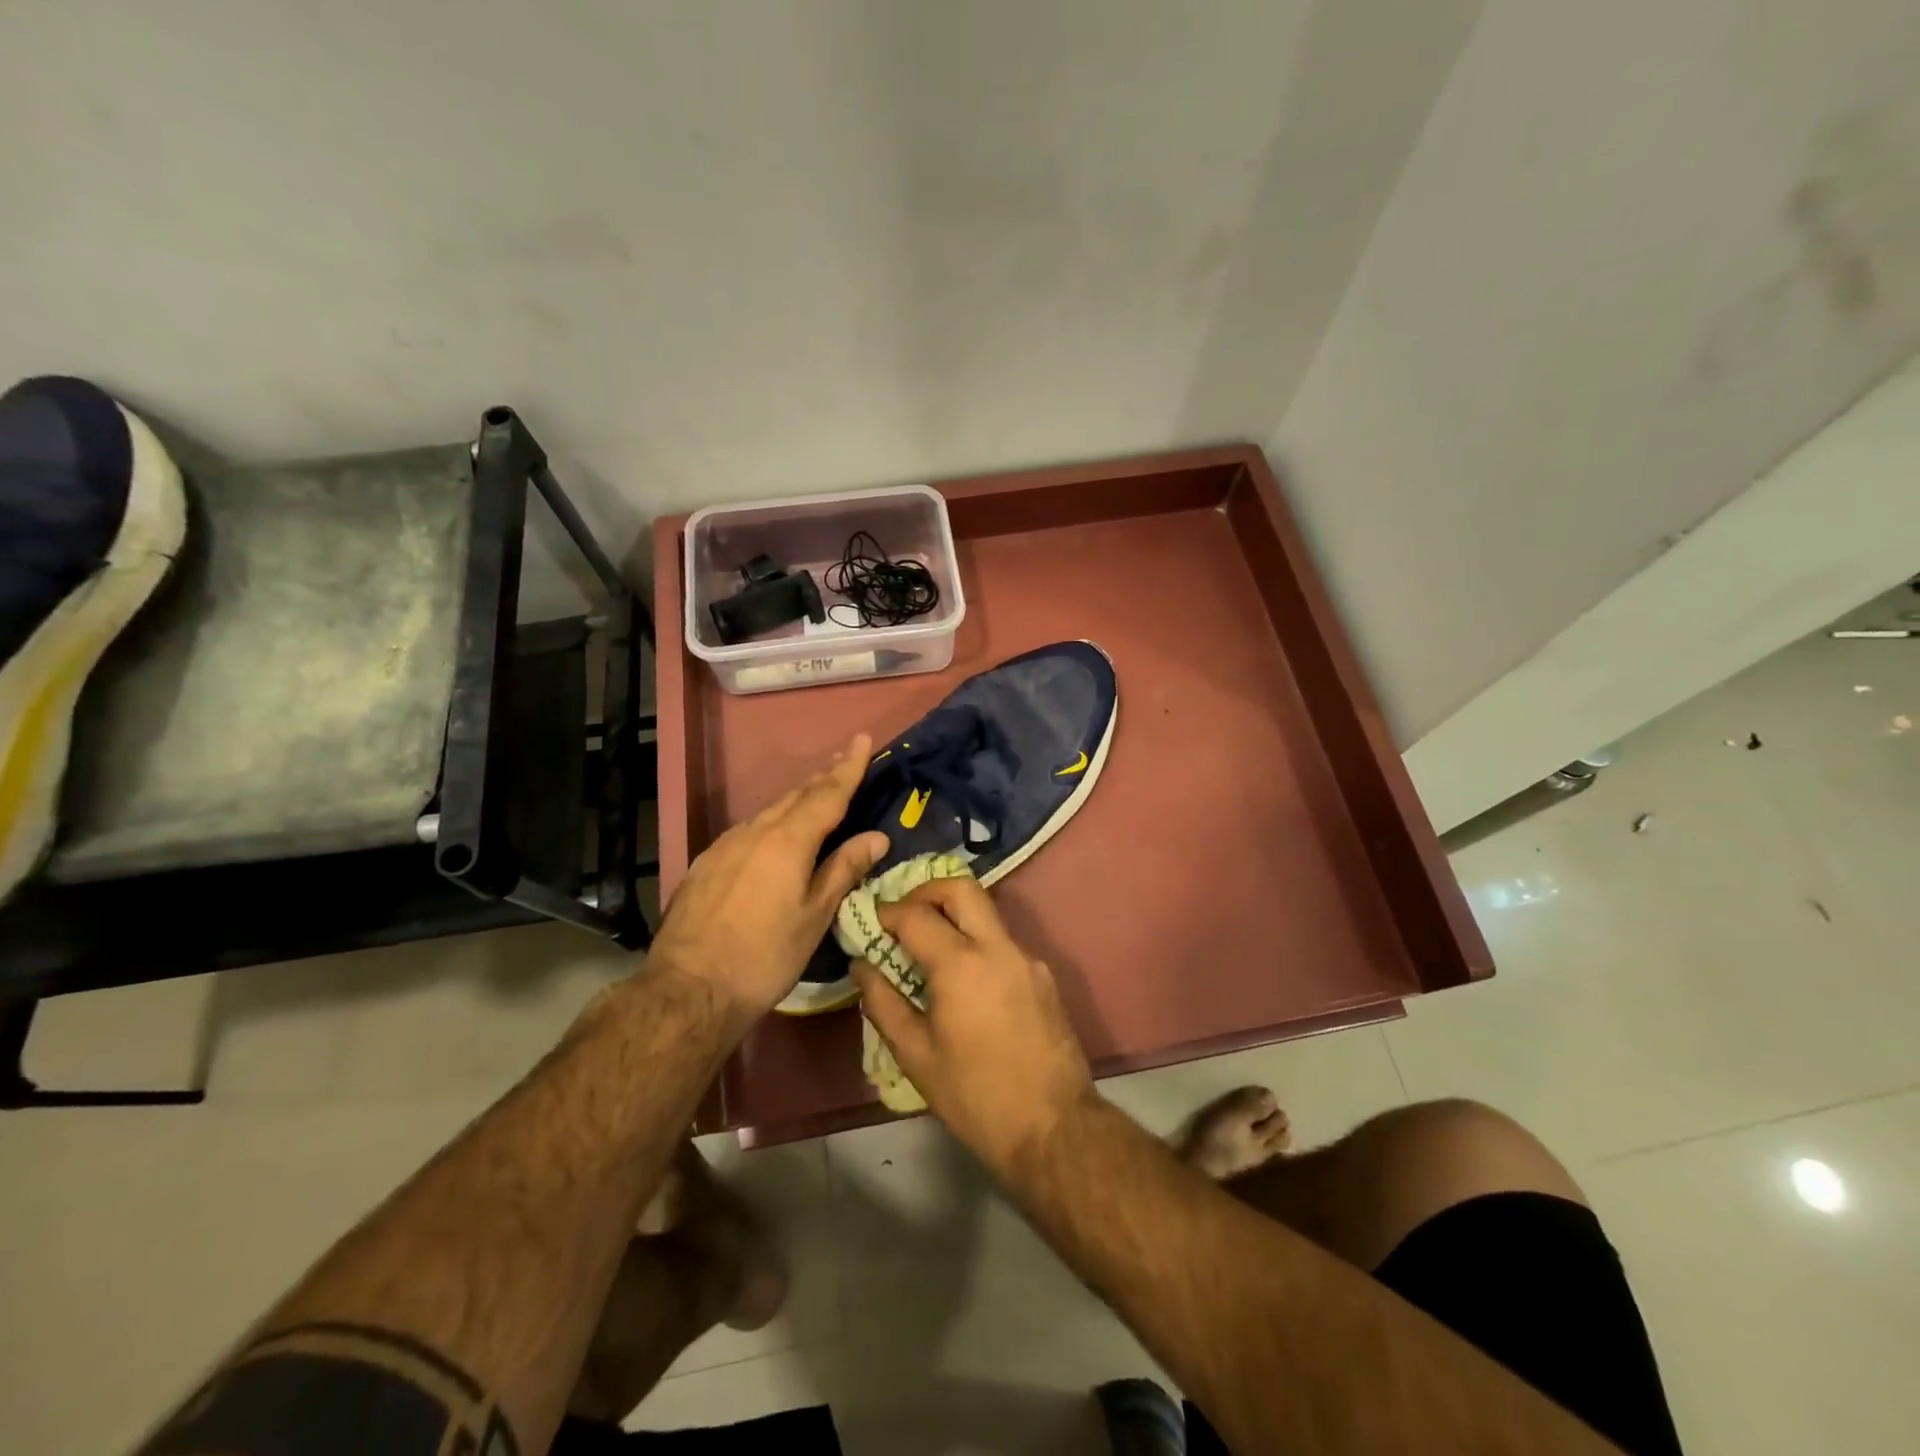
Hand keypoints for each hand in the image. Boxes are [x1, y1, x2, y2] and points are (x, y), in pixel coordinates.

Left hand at [649, 735, 888, 1028]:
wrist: (688, 988)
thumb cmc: (765, 955)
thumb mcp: (814, 916)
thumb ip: (843, 869)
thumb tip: (876, 836)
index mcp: (788, 840)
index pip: (827, 793)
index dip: (848, 767)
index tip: (862, 739)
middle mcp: (755, 831)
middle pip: (796, 796)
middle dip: (823, 777)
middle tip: (845, 761)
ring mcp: (725, 845)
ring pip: (769, 812)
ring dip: (797, 800)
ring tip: (816, 797)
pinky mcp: (706, 863)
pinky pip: (748, 831)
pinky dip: (771, 824)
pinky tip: (774, 838)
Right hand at [852, 879, 1094, 1172]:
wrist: (1053, 1126)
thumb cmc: (974, 1095)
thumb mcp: (916, 1055)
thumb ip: (883, 1003)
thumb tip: (862, 966)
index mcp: (961, 964)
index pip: (916, 915)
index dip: (887, 911)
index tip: (871, 919)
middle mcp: (998, 947)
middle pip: (961, 889)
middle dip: (926, 891)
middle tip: (903, 916)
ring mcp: (1027, 958)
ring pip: (986, 913)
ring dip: (954, 916)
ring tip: (929, 950)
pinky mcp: (1044, 976)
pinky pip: (1003, 943)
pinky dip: (977, 943)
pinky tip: (964, 981)